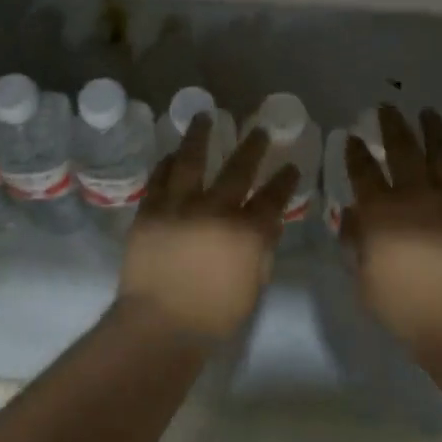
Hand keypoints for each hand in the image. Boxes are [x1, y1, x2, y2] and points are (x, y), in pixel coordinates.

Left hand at [117, 114, 298, 340]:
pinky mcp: (151, 209)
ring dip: (201, 134)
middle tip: (259, 130)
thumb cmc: (212, 316)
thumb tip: (268, 222)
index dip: (285, 180)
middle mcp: (215, 209)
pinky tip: (174, 153)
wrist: (158, 326)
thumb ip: (262, 250)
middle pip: (238, 168)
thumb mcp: (252, 287)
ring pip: (192, 158)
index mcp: (245, 232)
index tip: (291, 166)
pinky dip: (168, 162)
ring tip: (205, 115)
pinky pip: (160, 176)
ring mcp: (180, 205)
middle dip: (253, 146)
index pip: (273, 198)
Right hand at [343, 105, 441, 351]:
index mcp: (382, 212)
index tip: (352, 137)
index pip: (363, 170)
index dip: (355, 151)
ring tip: (428, 111)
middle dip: (392, 123)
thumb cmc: (406, 309)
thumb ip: (354, 243)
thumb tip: (350, 214)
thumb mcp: (364, 280)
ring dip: (433, 128)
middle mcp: (416, 194)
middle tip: (387, 107)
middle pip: (402, 148)